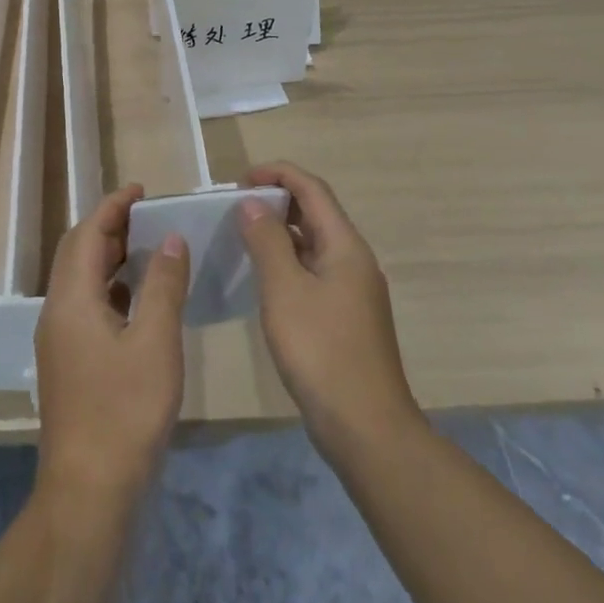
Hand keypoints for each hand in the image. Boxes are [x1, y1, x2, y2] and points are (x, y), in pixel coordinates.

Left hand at [35, 184, 190, 506]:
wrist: (90, 492)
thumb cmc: (125, 411)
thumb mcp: (155, 342)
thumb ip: (163, 285)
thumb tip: (170, 238)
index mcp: (71, 300)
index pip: (86, 234)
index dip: (112, 206)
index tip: (141, 190)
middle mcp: (57, 313)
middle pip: (78, 253)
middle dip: (110, 228)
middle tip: (148, 216)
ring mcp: (59, 341)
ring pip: (81, 282)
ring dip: (110, 258)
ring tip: (149, 249)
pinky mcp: (69, 364)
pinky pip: (87, 307)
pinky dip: (111, 289)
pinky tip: (139, 300)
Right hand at [241, 161, 420, 461]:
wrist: (366, 428)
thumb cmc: (322, 351)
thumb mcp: (285, 291)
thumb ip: (267, 241)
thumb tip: (252, 203)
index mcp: (345, 245)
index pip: (312, 189)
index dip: (278, 174)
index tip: (240, 180)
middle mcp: (354, 260)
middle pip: (316, 212)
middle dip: (277, 200)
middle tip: (236, 207)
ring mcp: (353, 290)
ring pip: (314, 244)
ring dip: (281, 232)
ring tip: (243, 236)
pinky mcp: (346, 316)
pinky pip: (314, 271)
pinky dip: (288, 262)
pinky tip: (264, 279)